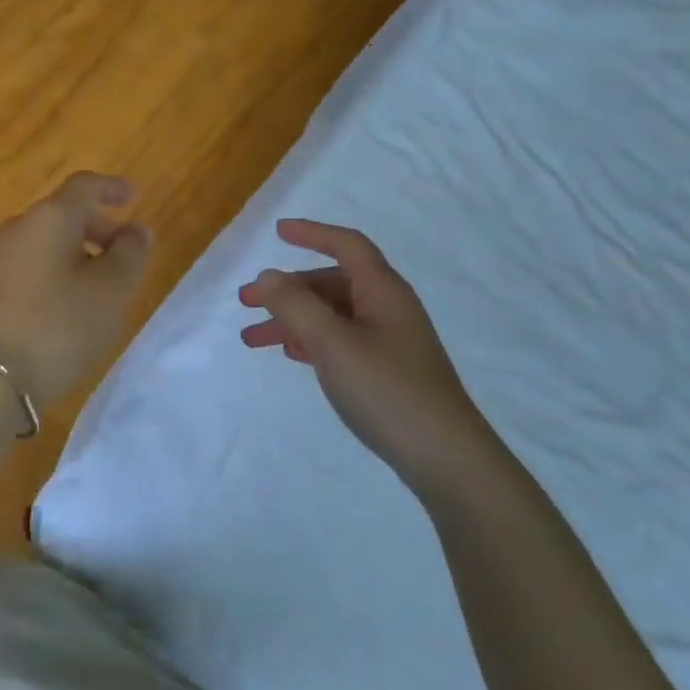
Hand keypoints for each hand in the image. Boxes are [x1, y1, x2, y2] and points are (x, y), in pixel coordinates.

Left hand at [0, 172, 152, 411]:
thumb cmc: (57, 325)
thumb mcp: (109, 290)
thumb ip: (129, 253)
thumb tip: (135, 230)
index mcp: (48, 218)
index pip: (83, 186)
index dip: (111, 187)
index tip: (134, 196)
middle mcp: (17, 229)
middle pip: (61, 215)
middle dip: (96, 228)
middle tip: (124, 252)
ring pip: (44, 244)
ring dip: (75, 254)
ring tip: (99, 287)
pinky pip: (27, 268)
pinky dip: (53, 274)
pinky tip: (65, 307)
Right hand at [239, 219, 497, 496]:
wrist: (444, 457)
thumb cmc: (387, 389)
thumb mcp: (332, 342)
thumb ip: (296, 305)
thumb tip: (268, 276)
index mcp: (382, 291)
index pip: (347, 245)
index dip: (313, 233)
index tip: (278, 232)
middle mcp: (388, 309)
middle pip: (332, 283)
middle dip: (287, 289)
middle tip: (245, 302)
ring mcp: (389, 342)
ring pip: (332, 315)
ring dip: (292, 320)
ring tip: (253, 339)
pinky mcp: (387, 371)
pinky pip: (341, 341)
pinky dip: (311, 341)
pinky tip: (291, 354)